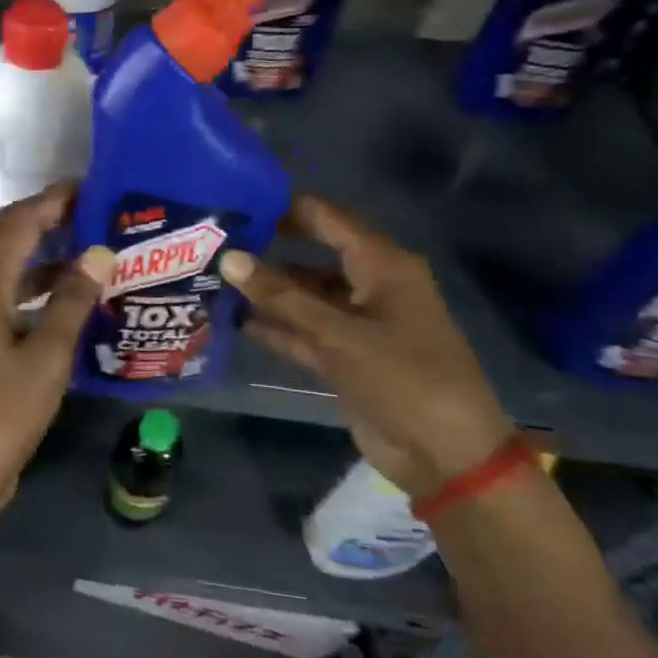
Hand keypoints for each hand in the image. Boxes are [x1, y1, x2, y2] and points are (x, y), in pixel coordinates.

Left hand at [0, 184, 112, 523]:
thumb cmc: (0, 411)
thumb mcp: (46, 356)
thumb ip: (72, 302)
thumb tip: (99, 252)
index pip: (18, 224)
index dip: (51, 201)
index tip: (88, 186)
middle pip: (4, 237)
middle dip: (42, 220)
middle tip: (89, 214)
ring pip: (7, 269)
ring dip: (43, 257)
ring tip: (92, 252)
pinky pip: (9, 299)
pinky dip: (37, 291)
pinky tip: (72, 302)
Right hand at [219, 194, 516, 498]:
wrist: (447, 456)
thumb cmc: (404, 379)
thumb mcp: (339, 334)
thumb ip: (282, 296)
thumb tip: (229, 258)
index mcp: (381, 264)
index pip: (324, 218)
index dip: (280, 207)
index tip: (232, 200)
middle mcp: (368, 285)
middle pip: (308, 255)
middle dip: (264, 251)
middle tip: (210, 244)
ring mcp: (355, 322)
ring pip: (302, 295)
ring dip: (264, 292)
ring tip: (211, 280)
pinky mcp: (344, 355)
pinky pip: (302, 330)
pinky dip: (274, 326)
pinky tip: (233, 320)